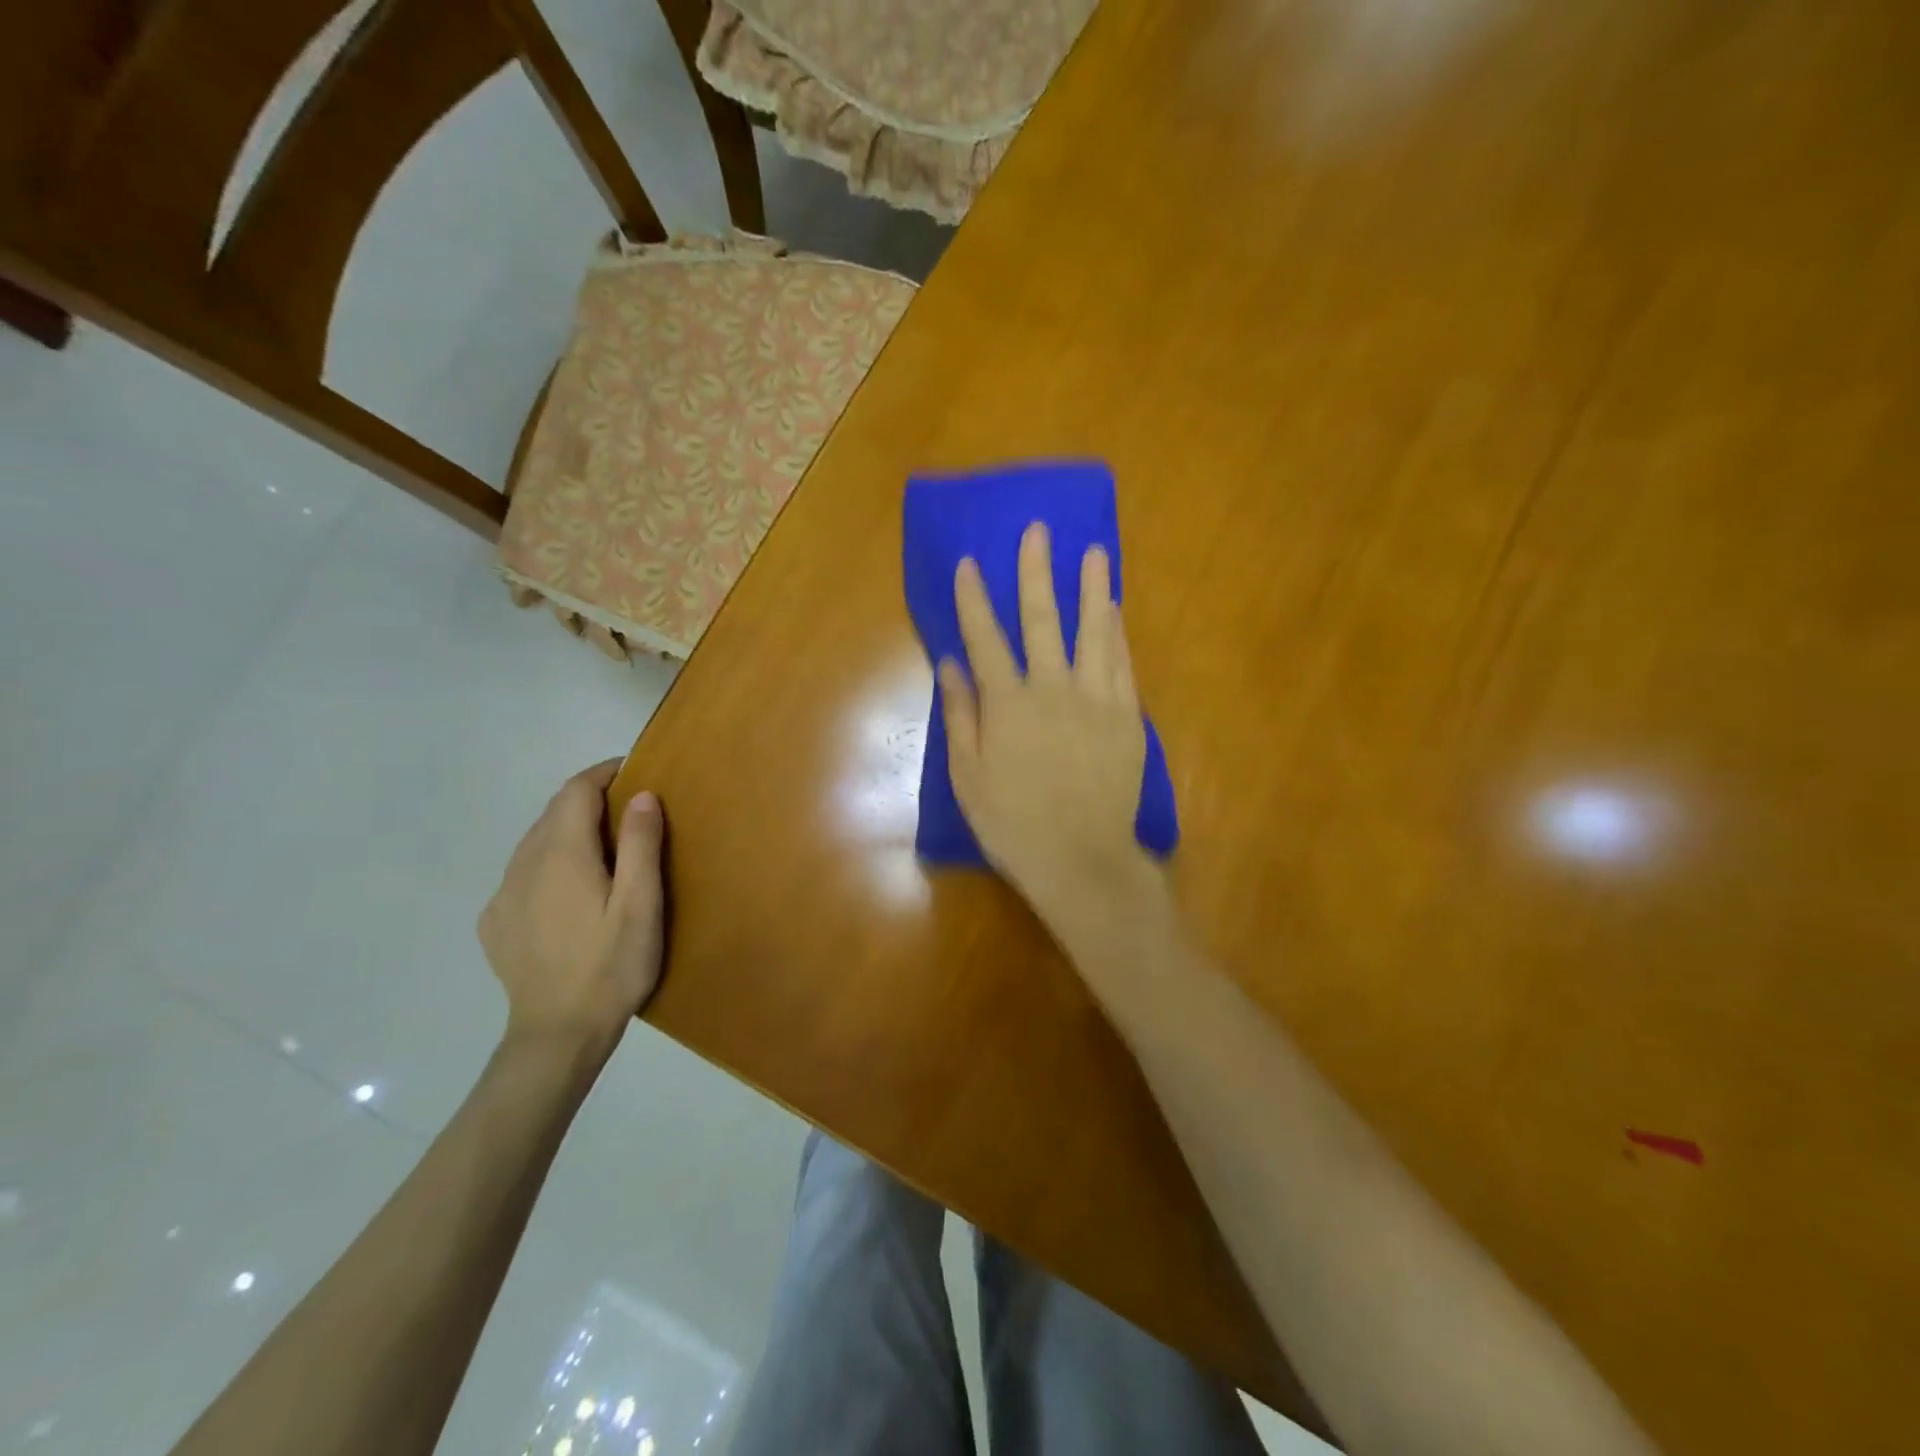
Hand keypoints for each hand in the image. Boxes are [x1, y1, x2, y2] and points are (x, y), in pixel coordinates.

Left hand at [479, 761, 665, 1055]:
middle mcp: (523, 864)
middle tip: (628, 809)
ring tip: (603, 846)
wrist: (556, 1035)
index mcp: (561, 855)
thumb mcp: (641, 905)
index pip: (575, 791)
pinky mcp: (496, 921)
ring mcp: (503, 894)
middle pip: (553, 812)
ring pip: (535, 841)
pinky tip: (570, 889)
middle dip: (588, 799)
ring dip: (567, 829)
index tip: (632, 769)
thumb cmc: (611, 967)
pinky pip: (522, 872)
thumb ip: (640, 845)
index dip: (602, 772)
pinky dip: (549, 861)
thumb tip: (640, 794)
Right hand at [939, 522, 1160, 942]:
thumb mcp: (969, 777)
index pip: (985, 638)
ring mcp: (1097, 700)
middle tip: (1038, 530)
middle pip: (1042, 620)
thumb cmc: (1014, 824)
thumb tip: (950, 665)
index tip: (968, 562)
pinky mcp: (1128, 717)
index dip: (973, 598)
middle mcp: (1053, 689)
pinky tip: (1115, 610)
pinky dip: (1116, 633)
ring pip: (1093, 632)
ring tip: (1094, 551)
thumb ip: (961, 716)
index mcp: (1008, 704)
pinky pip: (1122, 664)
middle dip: (1036, 571)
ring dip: (1091, 588)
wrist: (1082, 859)